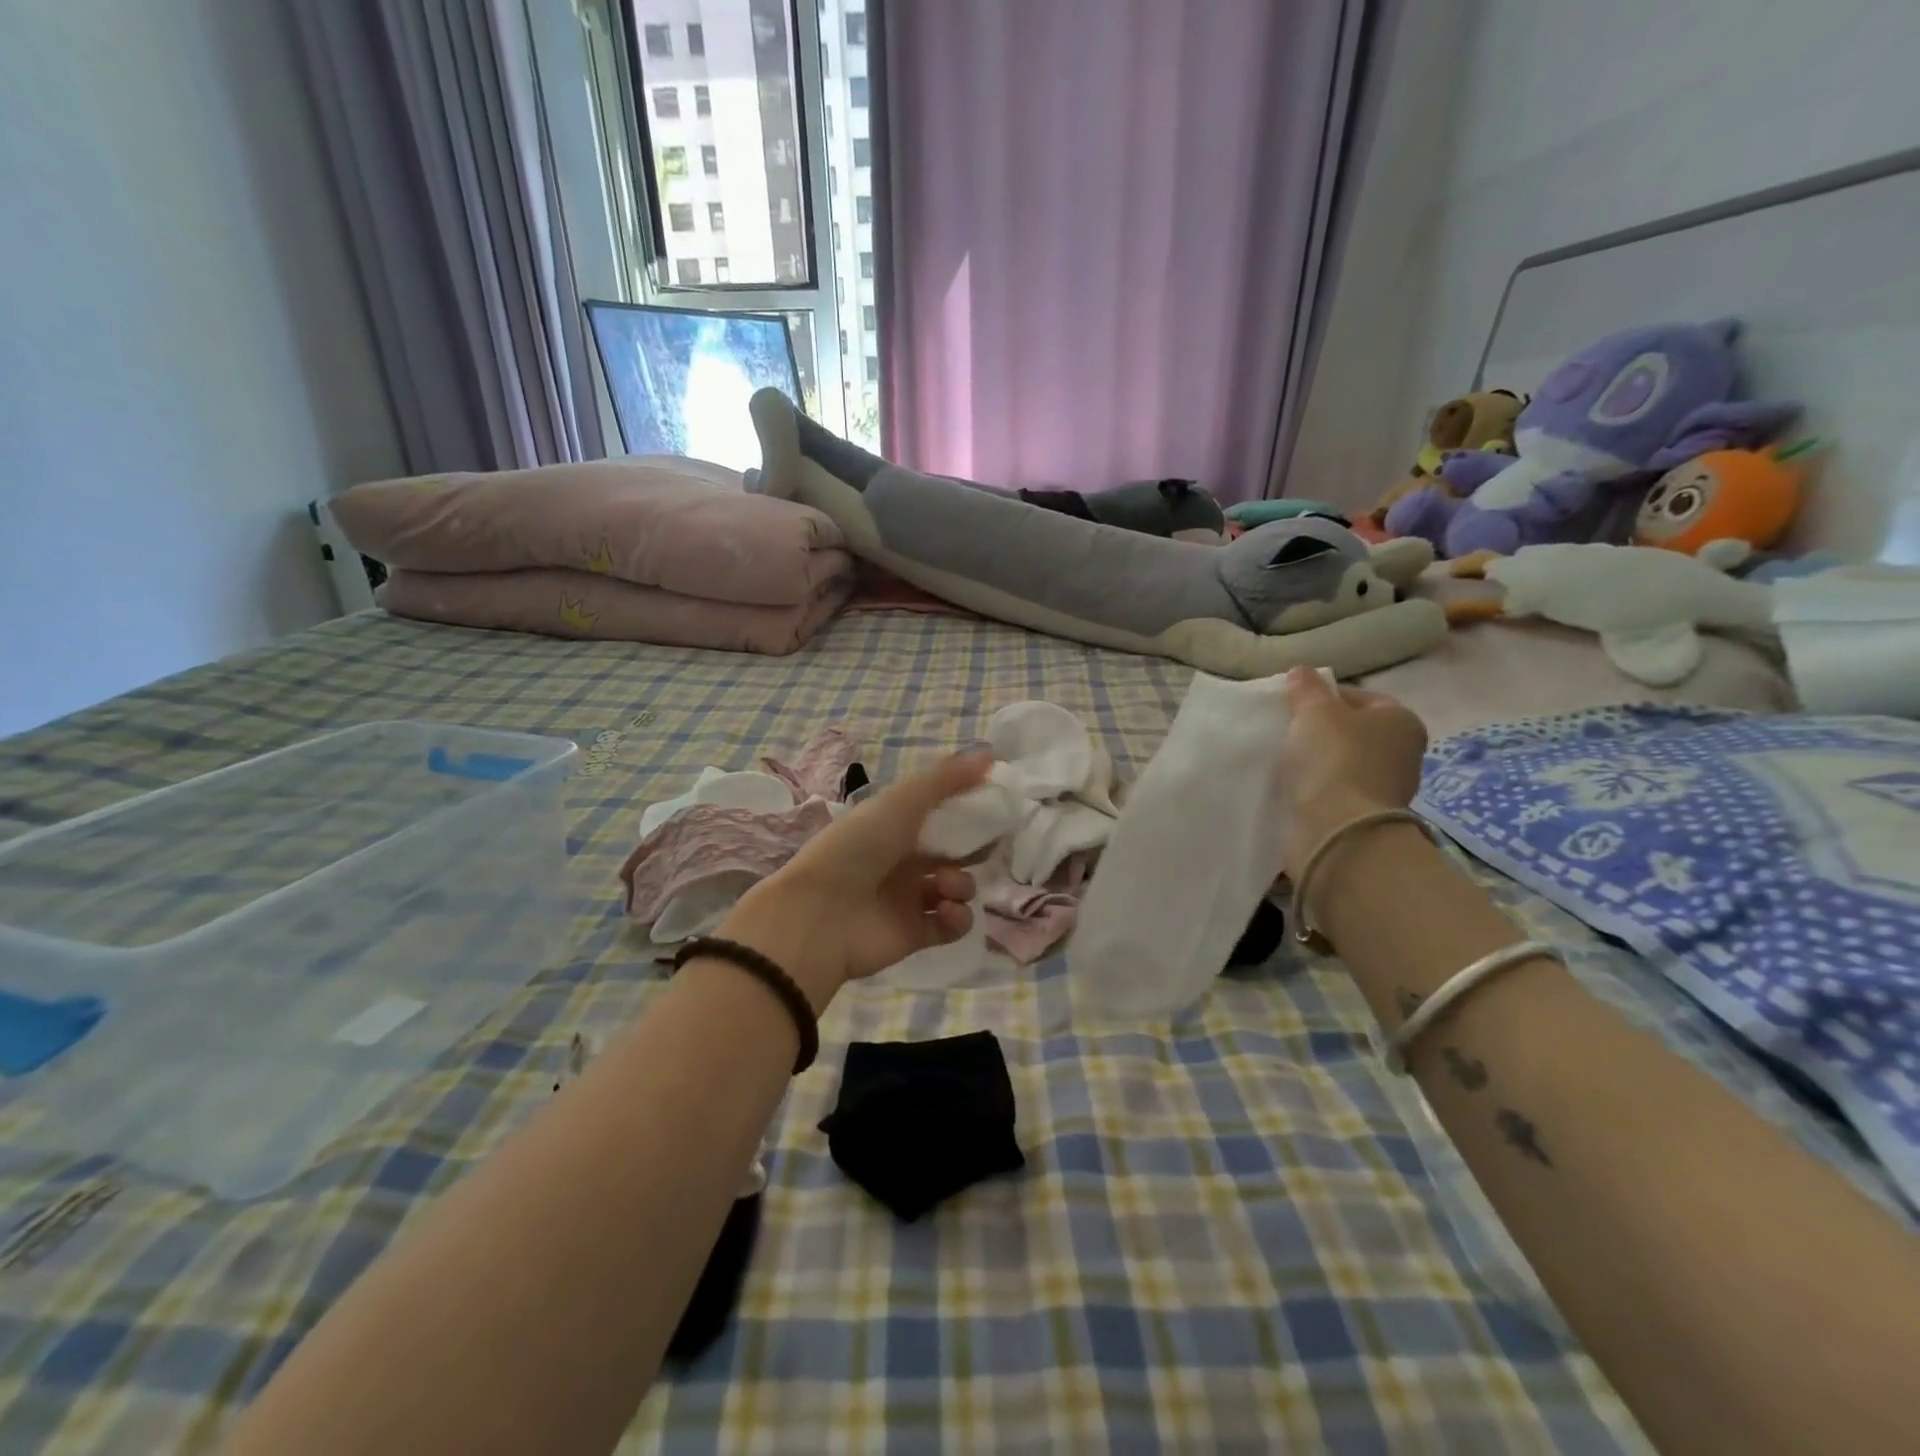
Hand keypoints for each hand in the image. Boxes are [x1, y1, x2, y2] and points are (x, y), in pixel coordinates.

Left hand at [713, 753, 990, 1010]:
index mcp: (894, 826)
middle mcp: (903, 860)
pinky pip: (952, 925)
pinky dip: (957, 917)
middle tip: (983, 848)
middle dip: (973, 850)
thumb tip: (991, 756)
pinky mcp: (916, 934)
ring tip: (946, 885)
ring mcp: (909, 899)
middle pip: (953, 853)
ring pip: (956, 888)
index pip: (939, 815)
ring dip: (963, 884)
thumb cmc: (860, 847)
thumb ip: (946, 779)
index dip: (966, 812)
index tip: (993, 808)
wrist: (822, 915)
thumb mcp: (901, 801)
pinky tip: (946, 910)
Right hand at [1277, 666, 1427, 878]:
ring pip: (1342, 762)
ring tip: (1282, 759)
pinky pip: (1334, 791)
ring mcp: (1385, 788)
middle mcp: (1403, 753)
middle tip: (1284, 729)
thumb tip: (1301, 671)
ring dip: (1316, 761)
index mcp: (1401, 720)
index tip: (1291, 705)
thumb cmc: (1334, 758)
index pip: (1358, 696)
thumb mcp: (1315, 711)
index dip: (1322, 696)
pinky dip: (1315, 788)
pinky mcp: (1363, 816)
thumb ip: (1307, 689)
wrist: (1339, 830)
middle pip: (1352, 731)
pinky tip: (1291, 786)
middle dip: (1320, 730)